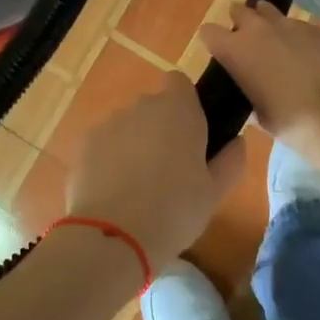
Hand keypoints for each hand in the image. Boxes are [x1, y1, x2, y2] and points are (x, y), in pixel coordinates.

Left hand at [67, 70, 245, 271]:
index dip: (185, 102)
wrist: (113, 237)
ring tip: (138, 186)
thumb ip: (231, 160)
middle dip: (160, 128)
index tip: (192, 132)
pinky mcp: (83, 145)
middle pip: (152, 107)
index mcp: (178, 110)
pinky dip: (108, 160)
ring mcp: (108, 124)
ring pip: (126, 126)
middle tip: (170, 169)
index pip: (179, 82)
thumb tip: (236, 141)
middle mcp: (141, 107)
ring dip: (133, 144)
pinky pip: (103, 145)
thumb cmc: (175, 210)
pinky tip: (113, 193)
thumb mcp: (215, 192)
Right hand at [198, 3, 319, 171]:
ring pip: (267, 12)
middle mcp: (258, 29)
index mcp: (236, 50)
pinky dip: (293, 35)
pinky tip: (302, 53)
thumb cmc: (293, 123)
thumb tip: (250, 88)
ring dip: (266, 23)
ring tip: (274, 43)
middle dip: (239, 24)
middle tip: (247, 46)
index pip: (209, 32)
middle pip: (239, 11)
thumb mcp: (260, 116)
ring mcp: (289, 24)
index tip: (220, 55)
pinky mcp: (315, 28)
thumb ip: (248, 94)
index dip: (213, 42)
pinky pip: (295, 25)